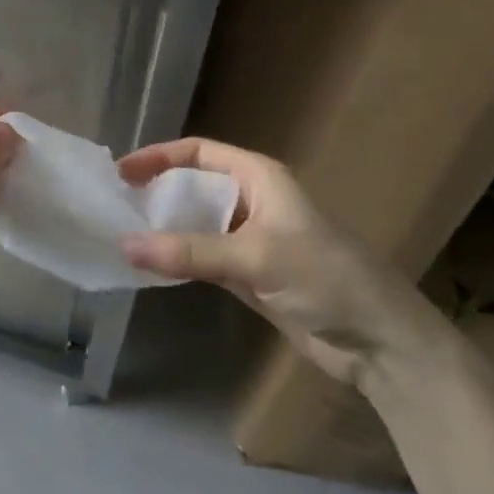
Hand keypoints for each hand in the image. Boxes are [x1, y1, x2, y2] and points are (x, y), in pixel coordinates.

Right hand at [117, 138, 438, 386]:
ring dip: (165, 229)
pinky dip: (179, 259)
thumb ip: (190, 251)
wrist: (379, 340)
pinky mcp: (250, 274)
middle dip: (157, 193)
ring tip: (124, 236)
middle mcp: (252, 200)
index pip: (199, 152)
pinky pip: (203, 257)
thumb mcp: (255, 256)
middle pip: (194, 186)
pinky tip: (152, 266)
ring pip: (196, 224)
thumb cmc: (324, 278)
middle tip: (114, 207)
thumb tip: (124, 245)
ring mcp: (251, 239)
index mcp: (259, 177)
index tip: (120, 173)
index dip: (159, 157)